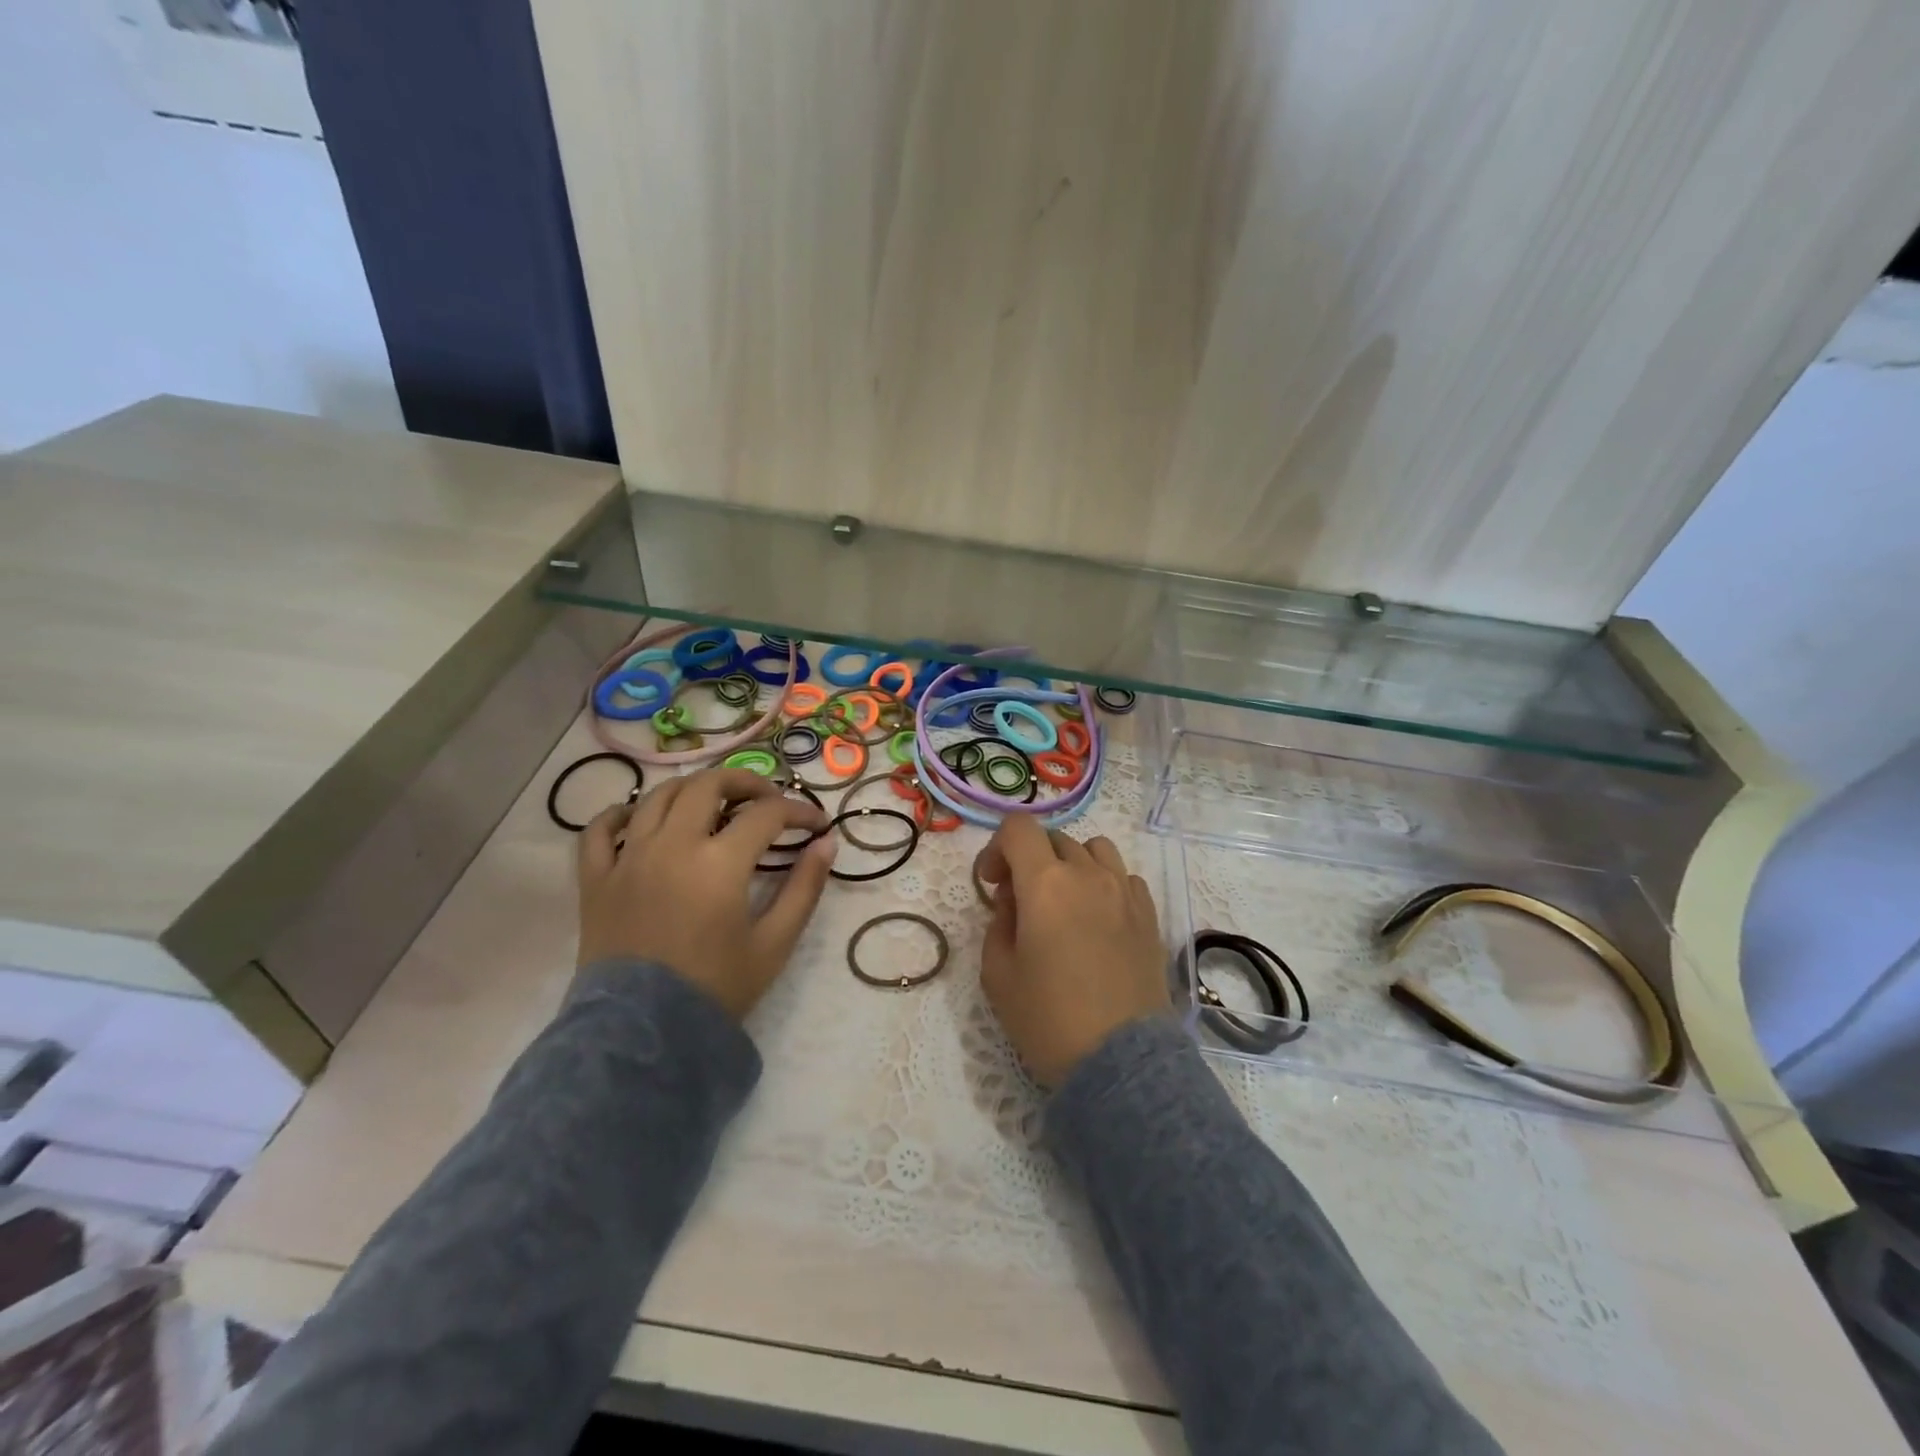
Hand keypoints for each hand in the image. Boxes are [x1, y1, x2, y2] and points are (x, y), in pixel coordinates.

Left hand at [576, 768, 835, 1019]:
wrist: (643, 1036)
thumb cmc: (716, 988)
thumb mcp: (774, 942)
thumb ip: (804, 888)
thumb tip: (827, 843)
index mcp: (719, 862)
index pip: (767, 814)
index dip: (799, 812)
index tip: (817, 825)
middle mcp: (671, 845)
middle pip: (709, 784)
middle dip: (747, 782)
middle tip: (769, 799)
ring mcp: (628, 858)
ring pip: (658, 795)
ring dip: (693, 789)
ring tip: (715, 804)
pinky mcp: (596, 879)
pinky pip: (600, 830)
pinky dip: (621, 813)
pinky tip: (641, 817)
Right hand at [975, 815, 1168, 1086]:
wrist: (1121, 1063)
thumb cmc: (1049, 1019)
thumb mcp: (998, 974)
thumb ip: (998, 924)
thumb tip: (1014, 902)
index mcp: (1045, 883)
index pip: (1018, 828)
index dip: (997, 847)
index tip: (992, 883)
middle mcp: (1088, 874)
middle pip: (1054, 839)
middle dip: (1030, 860)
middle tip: (1021, 903)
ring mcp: (1125, 892)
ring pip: (1094, 849)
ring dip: (1071, 864)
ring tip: (1064, 902)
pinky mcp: (1149, 915)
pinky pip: (1123, 877)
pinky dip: (1104, 883)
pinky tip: (1098, 919)